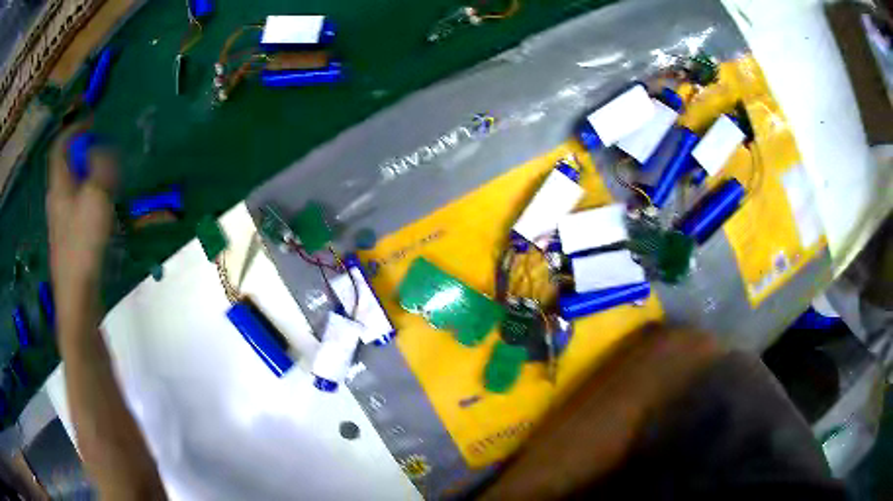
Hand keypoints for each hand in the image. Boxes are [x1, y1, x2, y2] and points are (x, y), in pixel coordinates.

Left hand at [46, 126, 117, 295]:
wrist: (77, 297)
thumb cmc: (83, 245)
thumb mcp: (96, 198)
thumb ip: (101, 167)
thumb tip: (100, 149)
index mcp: (59, 186)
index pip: (60, 146)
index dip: (74, 129)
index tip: (92, 120)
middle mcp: (56, 199)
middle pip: (66, 166)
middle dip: (82, 153)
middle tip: (103, 150)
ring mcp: (61, 222)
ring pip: (71, 187)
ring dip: (87, 175)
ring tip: (106, 178)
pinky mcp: (68, 239)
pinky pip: (76, 206)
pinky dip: (88, 197)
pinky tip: (102, 210)